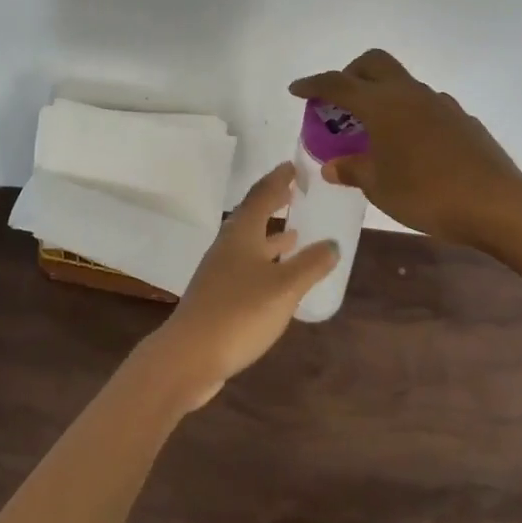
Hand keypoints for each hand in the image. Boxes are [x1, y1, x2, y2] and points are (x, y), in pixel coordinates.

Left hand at [146, 163, 337, 412]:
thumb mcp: (284, 288)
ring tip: (295, 233)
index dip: (278, 179)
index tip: (294, 166)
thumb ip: (311, 264)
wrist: (189, 356)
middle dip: (274, 203)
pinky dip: (265, 262)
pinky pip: (247, 266)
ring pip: (249, 243)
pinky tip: (278, 277)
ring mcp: (219, 271)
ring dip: (271, 236)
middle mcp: (228, 245)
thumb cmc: (239, 313)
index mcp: (242, 233)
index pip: (262, 195)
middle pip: (252, 216)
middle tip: (295, 192)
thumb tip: (332, 243)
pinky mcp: (218, 295)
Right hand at [289, 48, 521, 245]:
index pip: (338, 84)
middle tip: (340, 102)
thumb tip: (332, 166)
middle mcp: (409, 94)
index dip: (313, 84)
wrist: (497, 203)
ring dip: (382, 96)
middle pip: (374, 63)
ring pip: (402, 83)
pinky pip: (425, 105)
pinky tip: (411, 147)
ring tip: (374, 132)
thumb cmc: (427, 194)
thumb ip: (352, 170)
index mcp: (382, 105)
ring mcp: (439, 103)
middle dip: (351, 74)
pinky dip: (408, 114)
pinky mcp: (461, 119)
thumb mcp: (379, 187)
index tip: (296, 89)